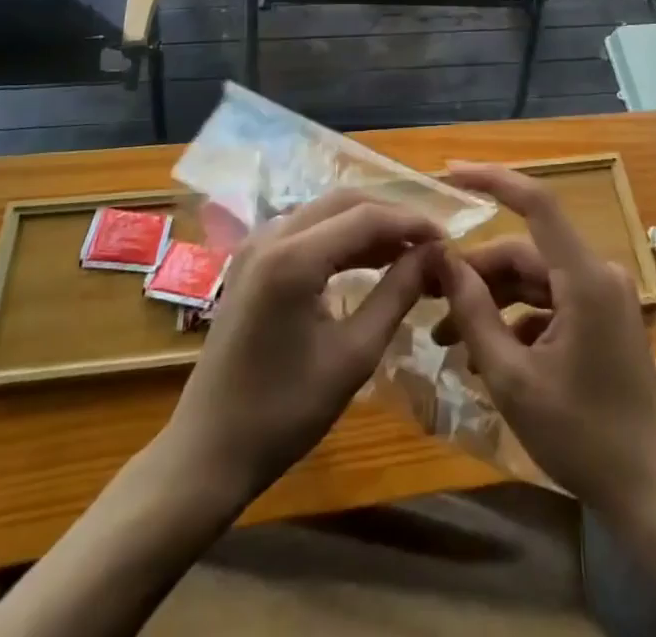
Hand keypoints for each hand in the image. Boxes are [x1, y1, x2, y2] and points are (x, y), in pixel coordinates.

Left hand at [165, 189, 441, 504]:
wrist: (207, 453)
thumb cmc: (284, 413)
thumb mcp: (354, 355)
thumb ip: (397, 294)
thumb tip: (434, 254)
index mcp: (293, 256)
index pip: (367, 217)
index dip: (412, 223)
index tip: (448, 240)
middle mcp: (272, 235)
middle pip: (345, 202)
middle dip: (391, 218)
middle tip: (430, 245)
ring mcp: (256, 245)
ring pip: (325, 211)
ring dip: (367, 225)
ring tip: (408, 253)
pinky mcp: (251, 260)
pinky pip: (306, 229)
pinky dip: (341, 238)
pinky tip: (367, 261)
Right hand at [431, 163, 655, 517]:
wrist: (652, 493)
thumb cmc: (582, 436)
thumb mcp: (513, 378)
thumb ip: (475, 313)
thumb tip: (441, 260)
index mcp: (583, 277)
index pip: (537, 202)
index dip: (493, 179)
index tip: (449, 172)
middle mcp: (596, 273)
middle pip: (523, 252)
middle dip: (475, 274)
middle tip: (428, 299)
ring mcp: (602, 296)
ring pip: (533, 279)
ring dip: (491, 302)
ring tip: (448, 338)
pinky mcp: (600, 318)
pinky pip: (549, 302)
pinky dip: (516, 320)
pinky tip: (484, 356)